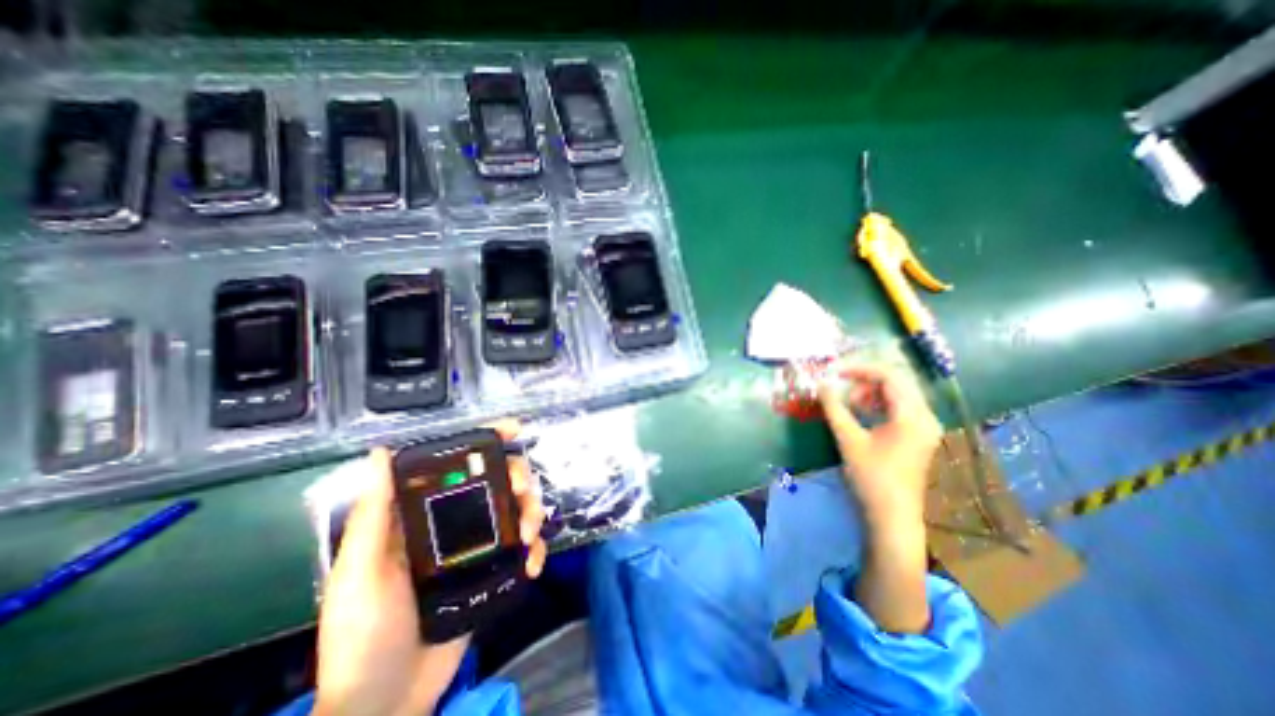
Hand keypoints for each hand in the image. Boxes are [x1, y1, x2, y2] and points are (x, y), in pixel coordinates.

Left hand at [317, 419, 545, 715]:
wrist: (386, 703)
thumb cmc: (364, 633)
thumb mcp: (361, 572)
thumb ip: (374, 514)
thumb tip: (380, 452)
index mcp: (422, 516)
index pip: (457, 466)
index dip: (486, 442)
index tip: (513, 429)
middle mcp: (454, 523)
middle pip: (498, 483)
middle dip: (518, 479)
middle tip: (523, 491)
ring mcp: (478, 548)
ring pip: (517, 511)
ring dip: (532, 512)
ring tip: (529, 535)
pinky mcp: (494, 572)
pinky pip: (524, 549)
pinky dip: (535, 549)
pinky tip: (531, 563)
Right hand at [816, 361, 943, 528]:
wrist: (892, 515)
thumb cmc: (871, 476)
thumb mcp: (848, 439)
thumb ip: (834, 408)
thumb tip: (821, 384)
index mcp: (912, 416)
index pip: (889, 377)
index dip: (860, 370)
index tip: (836, 372)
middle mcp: (925, 416)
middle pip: (897, 383)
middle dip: (866, 381)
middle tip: (842, 387)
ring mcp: (925, 427)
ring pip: (899, 395)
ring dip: (872, 392)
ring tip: (850, 402)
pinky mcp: (919, 436)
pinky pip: (901, 408)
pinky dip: (880, 404)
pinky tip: (863, 413)